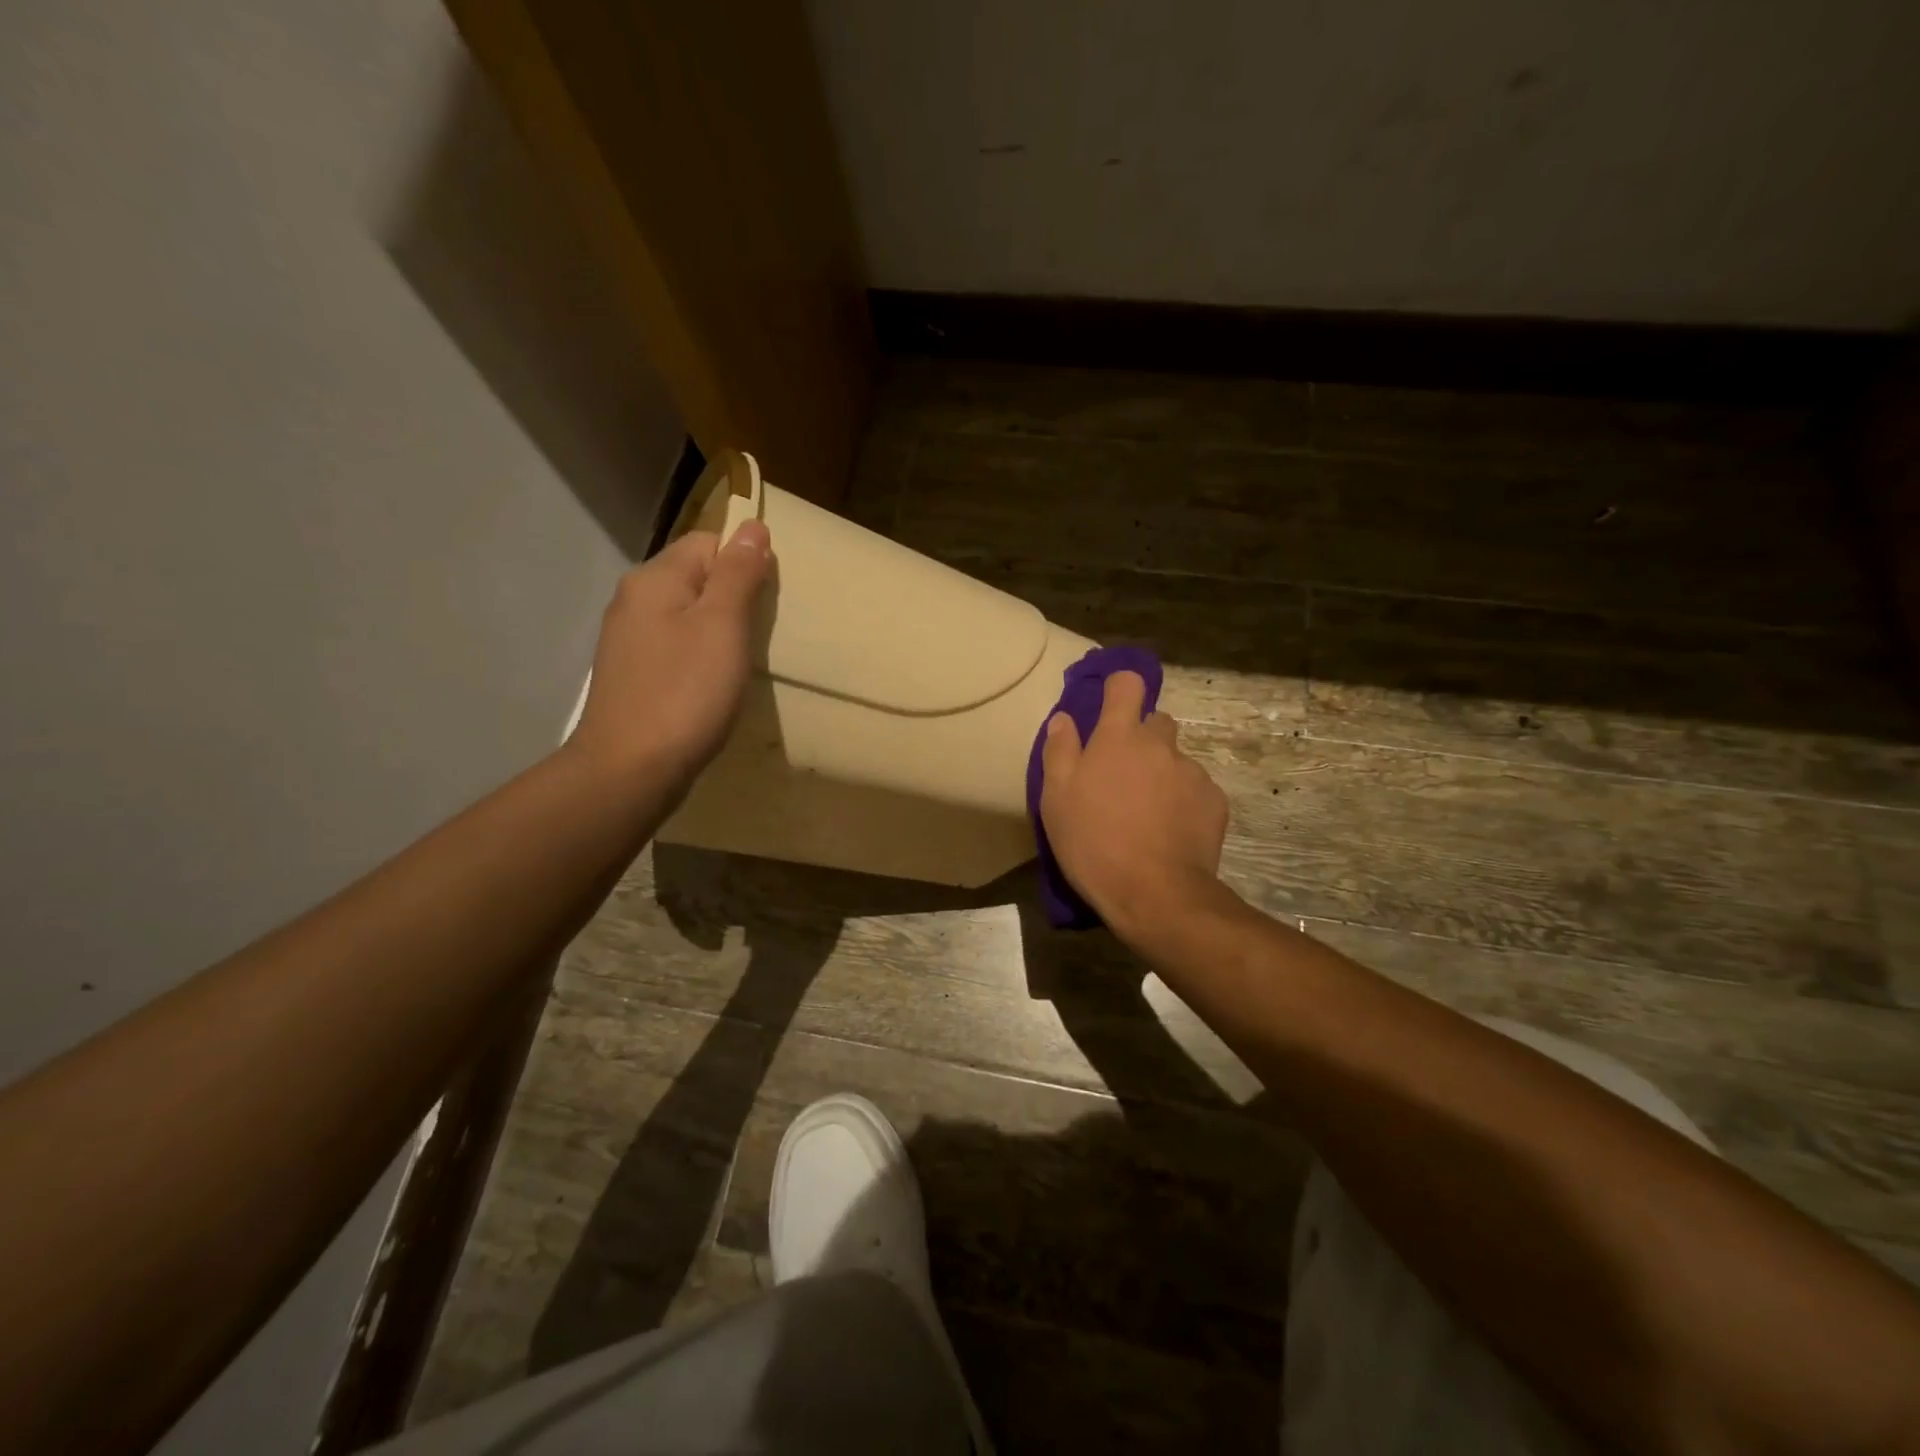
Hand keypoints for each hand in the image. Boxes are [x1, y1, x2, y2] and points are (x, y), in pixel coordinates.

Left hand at [571, 520, 772, 798]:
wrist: (630, 769)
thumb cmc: (685, 693)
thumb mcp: (723, 626)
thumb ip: (738, 574)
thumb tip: (752, 526)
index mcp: (655, 578)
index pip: (708, 543)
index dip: (743, 564)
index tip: (765, 604)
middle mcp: (634, 599)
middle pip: (695, 577)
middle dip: (732, 598)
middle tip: (757, 635)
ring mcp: (628, 639)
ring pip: (685, 614)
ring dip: (717, 630)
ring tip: (738, 663)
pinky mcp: (631, 673)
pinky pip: (674, 645)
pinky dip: (698, 656)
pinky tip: (710, 684)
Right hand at [1039, 670, 1229, 940]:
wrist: (1154, 893)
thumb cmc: (1094, 842)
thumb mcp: (1056, 799)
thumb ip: (1059, 751)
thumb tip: (1063, 719)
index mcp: (1119, 737)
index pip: (1128, 685)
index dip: (1119, 688)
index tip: (1110, 705)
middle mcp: (1161, 744)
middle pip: (1156, 722)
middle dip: (1141, 739)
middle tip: (1122, 775)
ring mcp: (1192, 772)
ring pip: (1176, 760)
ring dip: (1162, 773)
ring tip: (1148, 812)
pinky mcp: (1215, 802)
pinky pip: (1196, 789)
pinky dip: (1184, 801)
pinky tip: (1171, 831)